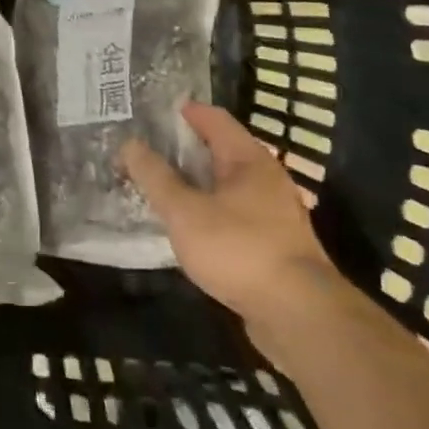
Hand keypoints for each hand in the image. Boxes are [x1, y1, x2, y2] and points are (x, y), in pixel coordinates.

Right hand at [122, 103, 348, 366]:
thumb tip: (129, 144)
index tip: (151, 111)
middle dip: (184, 147)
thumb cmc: (239, 250)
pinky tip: (188, 224)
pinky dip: (208, 208)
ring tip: (160, 184)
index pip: (213, 118)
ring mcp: (274, 213)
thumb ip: (155, 177)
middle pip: (221, 150)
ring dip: (195, 181)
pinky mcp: (274, 244)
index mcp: (249, 159)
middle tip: (146, 148)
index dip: (183, 111)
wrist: (300, 317)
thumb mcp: (185, 212)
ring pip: (227, 184)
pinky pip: (234, 212)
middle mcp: (266, 178)